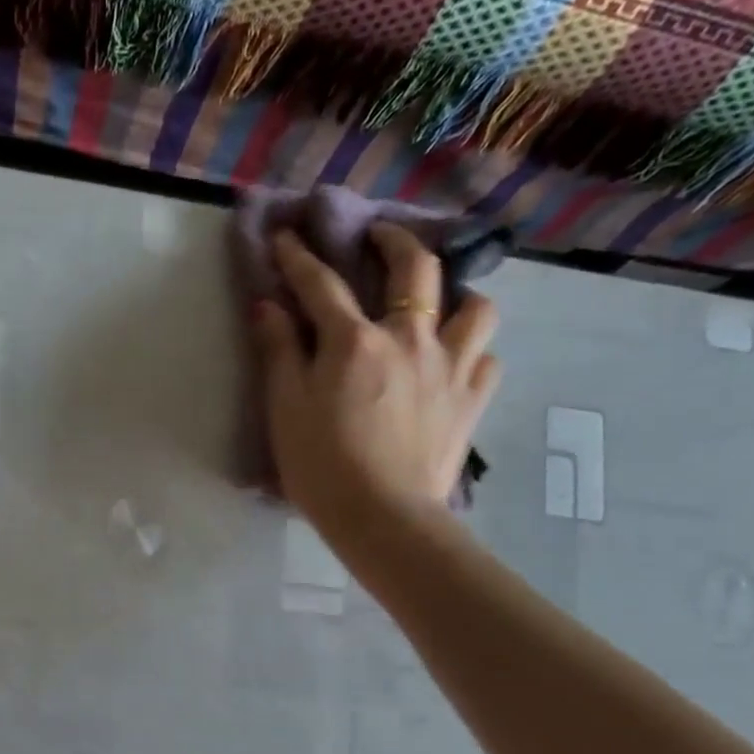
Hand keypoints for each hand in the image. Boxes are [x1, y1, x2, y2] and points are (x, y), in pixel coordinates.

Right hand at [254, 225, 500, 540]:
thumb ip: (278, 351)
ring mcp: (451, 367)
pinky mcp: (472, 401)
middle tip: (380, 237)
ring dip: (456, 295)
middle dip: (395, 241)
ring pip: (473, 307)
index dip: (299, 257)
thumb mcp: (285, 408)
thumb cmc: (321, 465)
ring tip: (441, 304)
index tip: (287, 236)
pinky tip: (457, 364)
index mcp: (355, 341)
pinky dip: (472, 354)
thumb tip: (268, 304)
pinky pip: (486, 360)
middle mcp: (410, 339)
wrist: (382, 517)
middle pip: (415, 269)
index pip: (321, 285)